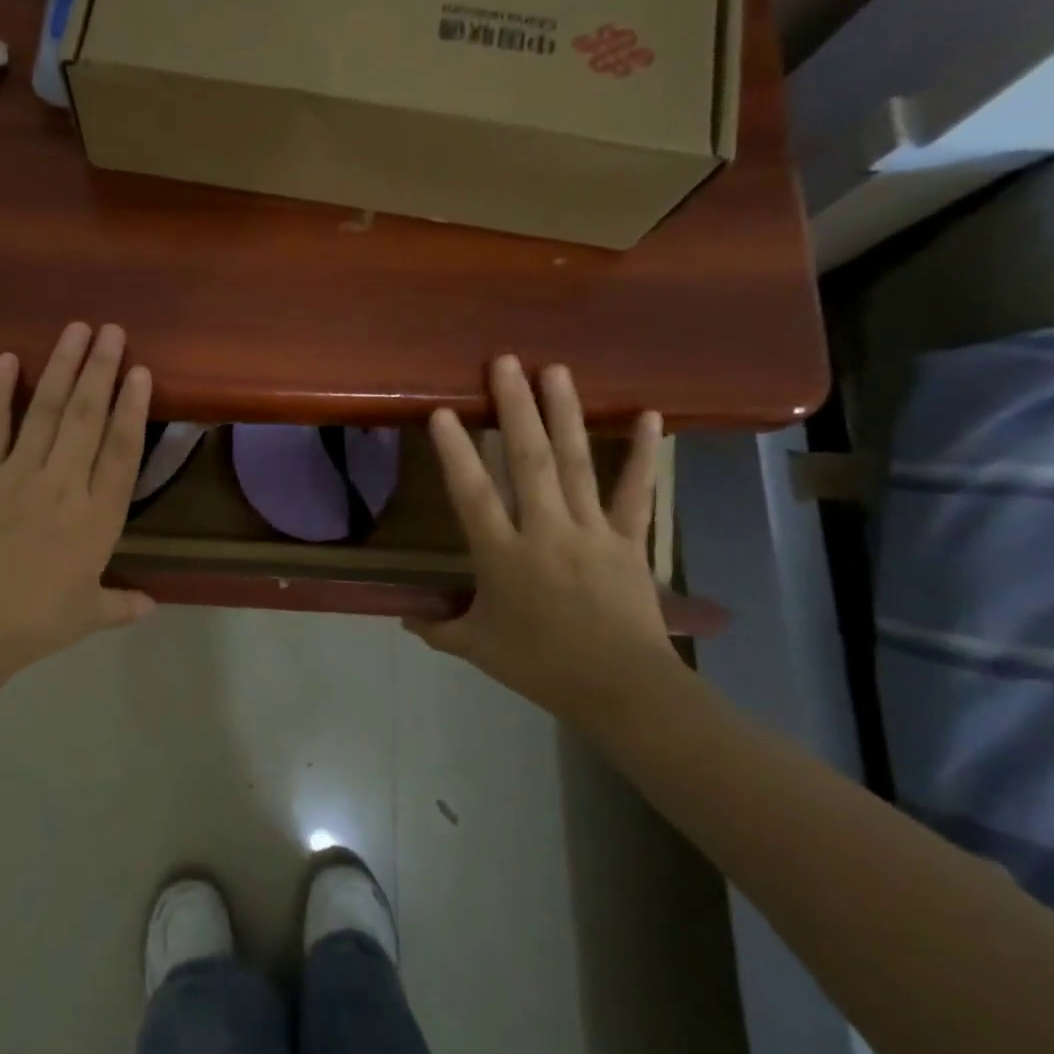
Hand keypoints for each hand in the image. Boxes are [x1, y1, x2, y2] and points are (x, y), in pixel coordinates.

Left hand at [0, 322, 155, 677]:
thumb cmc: (34, 621)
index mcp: (96, 517)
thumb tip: (153, 607)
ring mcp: (18, 474)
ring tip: (75, 330)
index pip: (122, 451)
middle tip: (112, 330)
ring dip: (62, 367)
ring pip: (45, 411)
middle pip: (86, 417)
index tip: (141, 371)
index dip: (133, 409)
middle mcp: (63, 484)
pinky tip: (7, 359)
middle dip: (101, 370)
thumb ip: (122, 605)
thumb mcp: (87, 616)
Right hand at [407, 356, 692, 731]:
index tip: (443, 411)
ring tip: (555, 370)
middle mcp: (546, 531)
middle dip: (515, 409)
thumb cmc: (541, 666)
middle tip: (505, 362)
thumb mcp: (477, 648)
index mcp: (503, 555)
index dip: (456, 452)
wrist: (622, 690)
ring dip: (565, 414)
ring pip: (576, 464)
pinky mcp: (628, 540)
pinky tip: (649, 416)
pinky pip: (636, 493)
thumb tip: (405, 617)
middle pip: (530, 462)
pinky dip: (642, 455)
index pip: (473, 494)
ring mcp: (591, 531)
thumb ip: (439, 627)